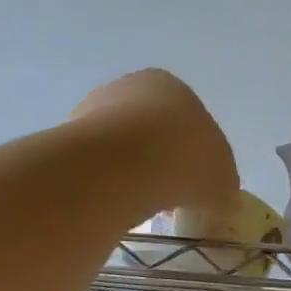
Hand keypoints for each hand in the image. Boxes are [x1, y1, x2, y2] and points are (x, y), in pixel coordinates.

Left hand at [70, 70, 238, 214]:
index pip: (188, 120)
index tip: (195, 184)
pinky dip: (106, 181)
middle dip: (160, 159)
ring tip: (141, 203)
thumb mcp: (224, 182)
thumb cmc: (186, 160)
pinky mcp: (67, 136)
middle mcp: (130, 87)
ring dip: (131, 170)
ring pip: (120, 145)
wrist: (125, 164)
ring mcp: (93, 108)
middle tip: (169, 195)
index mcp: (172, 86)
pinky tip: (115, 201)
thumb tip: (222, 204)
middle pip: (151, 128)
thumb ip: (223, 190)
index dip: (195, 155)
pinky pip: (95, 163)